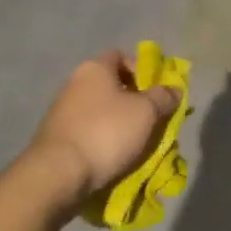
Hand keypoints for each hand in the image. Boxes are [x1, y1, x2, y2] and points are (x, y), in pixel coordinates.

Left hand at [24, 51, 179, 207]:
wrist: (57, 175)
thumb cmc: (106, 132)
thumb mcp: (146, 112)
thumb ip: (163, 97)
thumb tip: (174, 89)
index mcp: (94, 68)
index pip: (120, 56)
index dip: (141, 70)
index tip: (156, 91)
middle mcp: (74, 84)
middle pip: (111, 86)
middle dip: (134, 102)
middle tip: (152, 121)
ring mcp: (61, 112)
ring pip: (101, 112)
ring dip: (119, 125)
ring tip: (137, 145)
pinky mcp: (56, 139)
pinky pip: (88, 133)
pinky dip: (103, 142)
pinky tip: (114, 158)